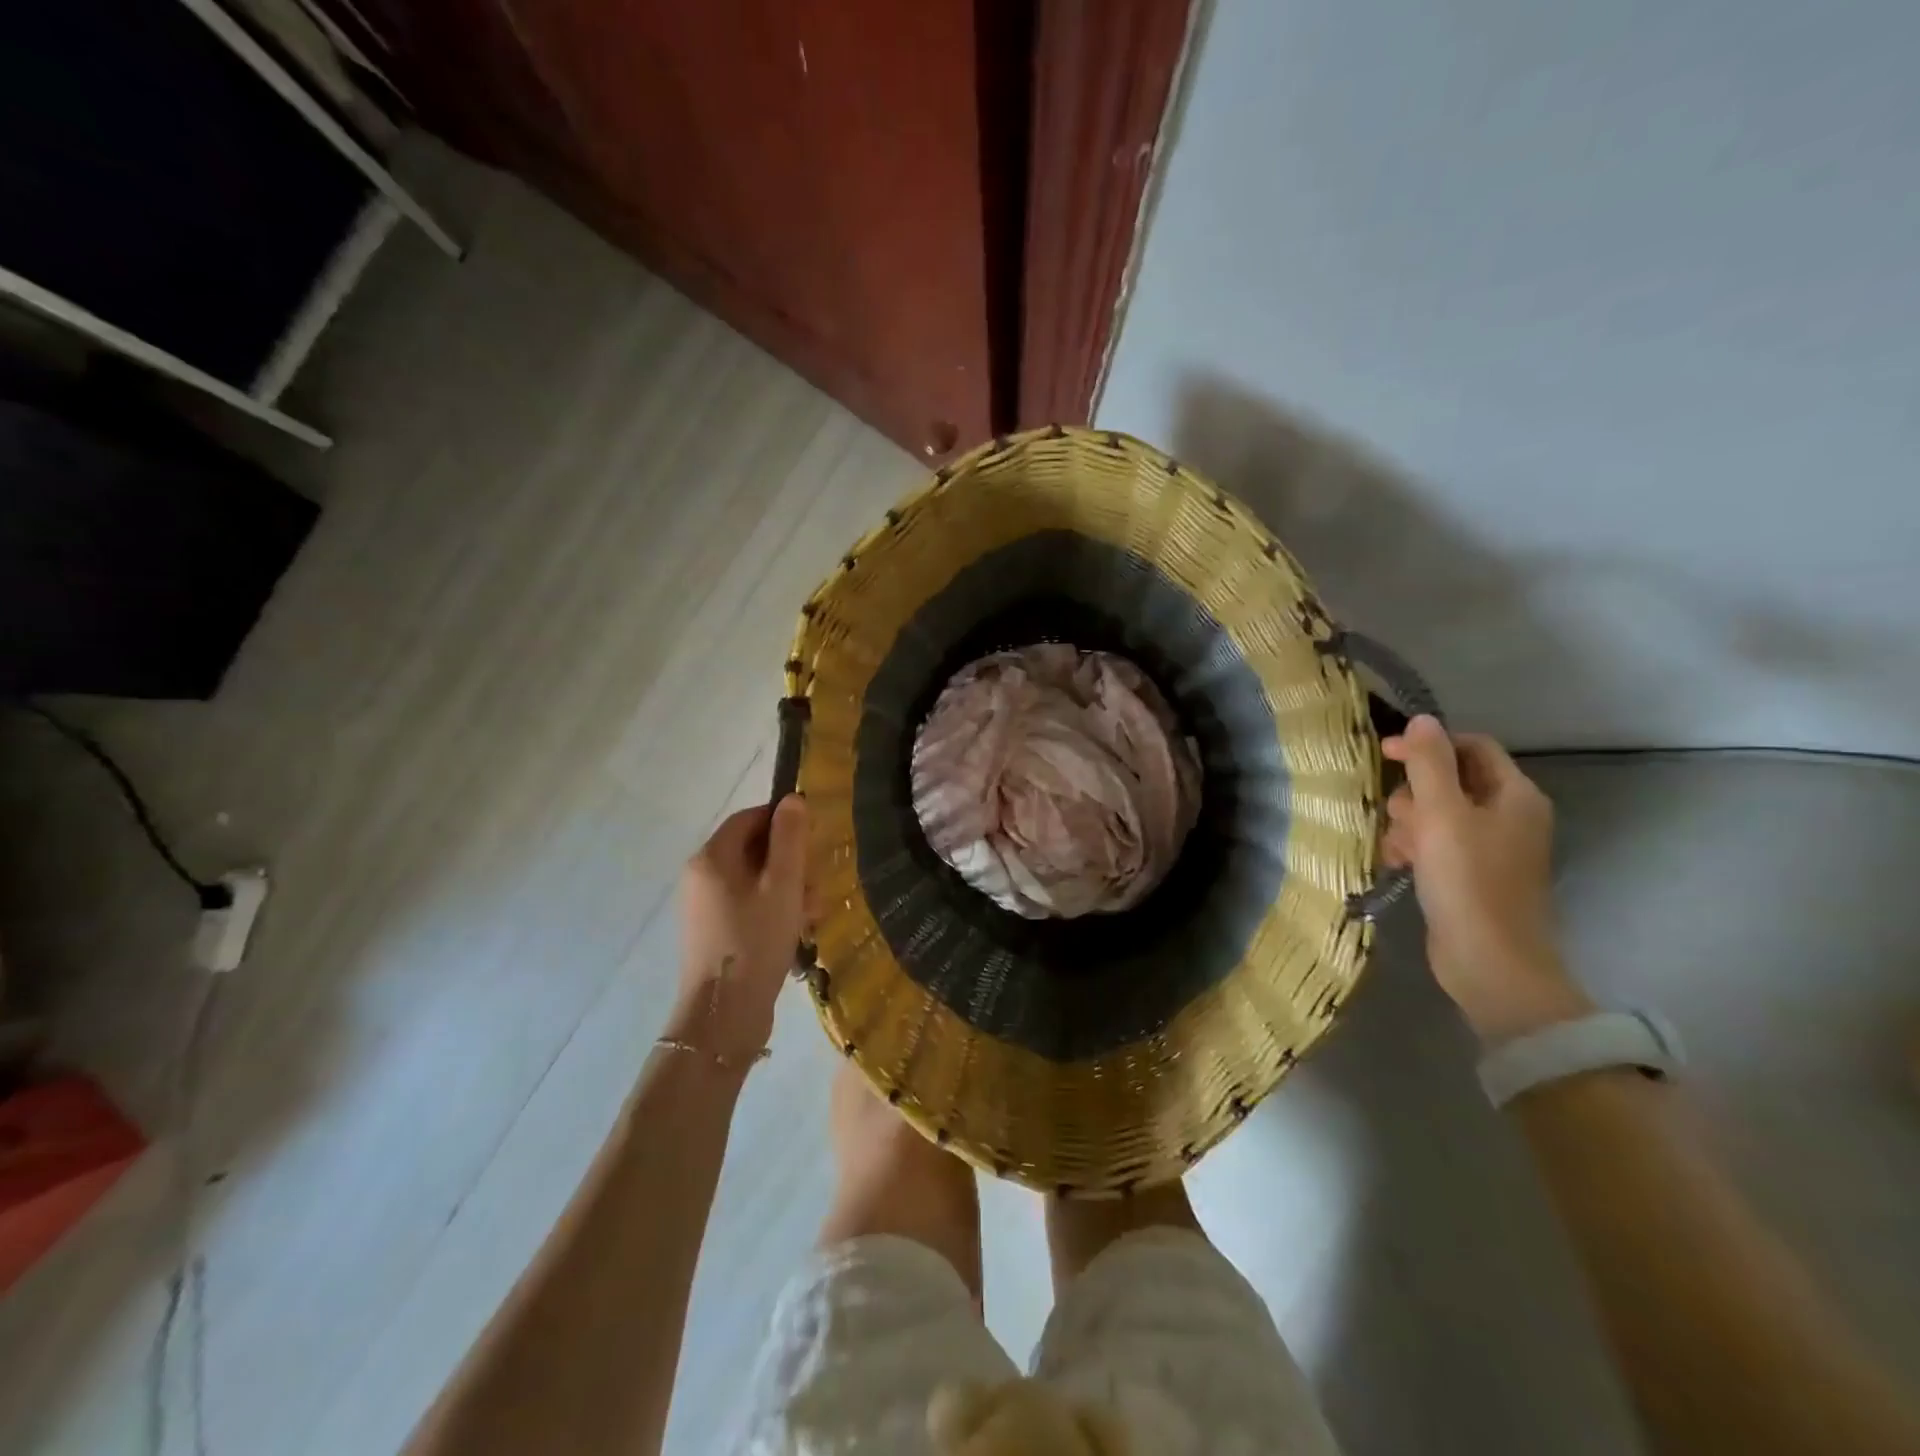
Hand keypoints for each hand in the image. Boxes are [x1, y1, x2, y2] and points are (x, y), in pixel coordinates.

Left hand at [673, 795, 808, 1062]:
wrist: (723, 1015)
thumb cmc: (756, 940)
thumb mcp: (783, 884)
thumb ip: (790, 838)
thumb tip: (793, 799)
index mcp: (711, 857)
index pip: (749, 818)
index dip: (783, 820)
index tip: (815, 838)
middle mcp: (701, 876)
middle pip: (753, 849)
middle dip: (791, 862)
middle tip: (818, 883)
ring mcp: (704, 906)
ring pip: (754, 880)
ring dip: (788, 888)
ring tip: (813, 913)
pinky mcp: (713, 931)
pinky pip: (747, 904)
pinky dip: (773, 909)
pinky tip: (798, 929)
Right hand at [1382, 716, 1590, 1042]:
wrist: (1489, 961)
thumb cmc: (1468, 880)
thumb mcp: (1442, 813)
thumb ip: (1429, 763)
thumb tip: (1422, 719)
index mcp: (1514, 795)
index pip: (1471, 747)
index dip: (1428, 745)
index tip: (1385, 754)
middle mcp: (1509, 816)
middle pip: (1449, 781)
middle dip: (1415, 794)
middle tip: (1400, 817)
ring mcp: (1491, 848)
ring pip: (1436, 814)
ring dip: (1408, 824)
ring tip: (1398, 848)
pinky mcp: (1471, 875)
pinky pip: (1435, 844)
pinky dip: (1414, 848)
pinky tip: (1399, 864)